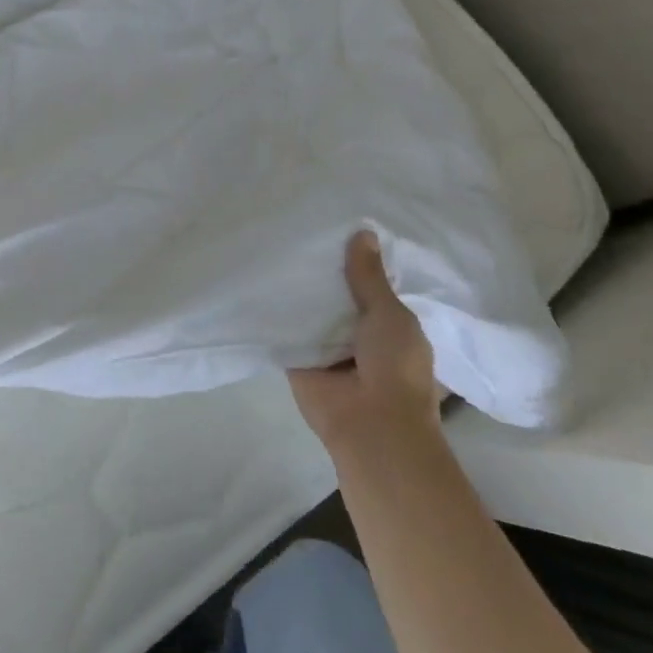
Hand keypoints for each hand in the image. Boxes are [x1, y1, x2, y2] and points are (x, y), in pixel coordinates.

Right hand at [289, 230, 439, 450]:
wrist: (371, 426)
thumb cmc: (395, 368)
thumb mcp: (390, 314)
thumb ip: (369, 277)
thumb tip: (363, 231)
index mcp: (390, 326)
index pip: (371, 287)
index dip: (357, 262)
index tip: (336, 227)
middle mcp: (358, 335)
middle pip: (337, 296)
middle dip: (323, 272)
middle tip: (298, 229)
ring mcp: (327, 348)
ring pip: (310, 311)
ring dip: (298, 290)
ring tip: (274, 244)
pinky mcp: (298, 358)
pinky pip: (285, 328)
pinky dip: (274, 310)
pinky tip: (257, 278)